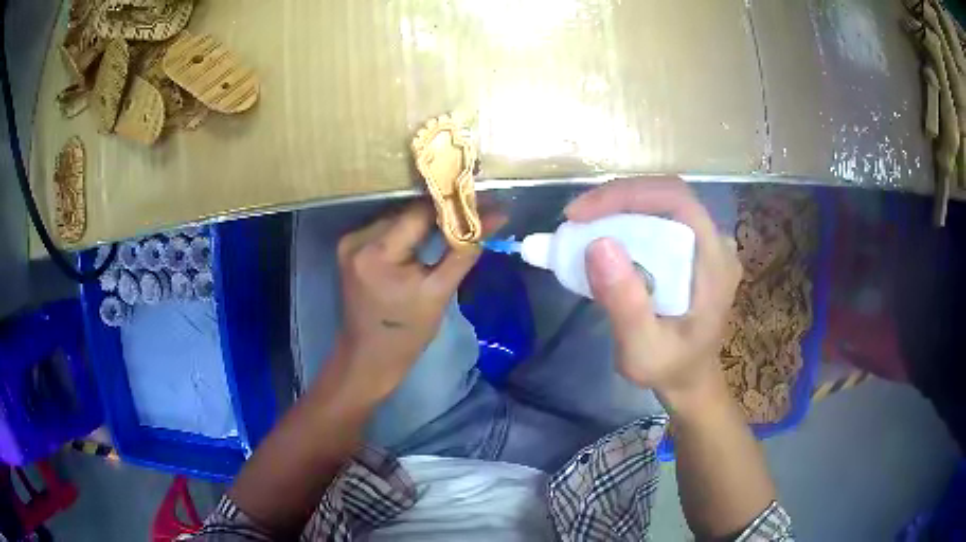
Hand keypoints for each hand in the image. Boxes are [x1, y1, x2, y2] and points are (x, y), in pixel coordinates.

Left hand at [331, 201, 494, 401]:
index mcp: (377, 253)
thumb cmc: (407, 333)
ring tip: (456, 220)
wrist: (369, 356)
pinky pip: (386, 229)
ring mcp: (349, 242)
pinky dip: (408, 230)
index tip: (481, 201)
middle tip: (474, 211)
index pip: (420, 213)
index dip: (452, 205)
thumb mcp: (439, 292)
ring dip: (425, 220)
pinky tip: (427, 235)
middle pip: (407, 213)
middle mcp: (357, 240)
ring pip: (397, 218)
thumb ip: (465, 250)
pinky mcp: (349, 248)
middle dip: (441, 212)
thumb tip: (496, 217)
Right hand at [566, 178, 740, 399]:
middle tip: (575, 219)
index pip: (677, 201)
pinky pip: (660, 219)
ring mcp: (707, 244)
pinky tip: (604, 236)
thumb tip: (598, 244)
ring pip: (662, 205)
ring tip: (583, 227)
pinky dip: (627, 221)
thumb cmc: (670, 368)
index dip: (627, 195)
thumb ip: (625, 303)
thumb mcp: (642, 350)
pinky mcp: (694, 249)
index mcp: (715, 262)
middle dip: (617, 200)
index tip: (581, 215)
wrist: (691, 379)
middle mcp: (717, 243)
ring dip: (619, 208)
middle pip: (667, 196)